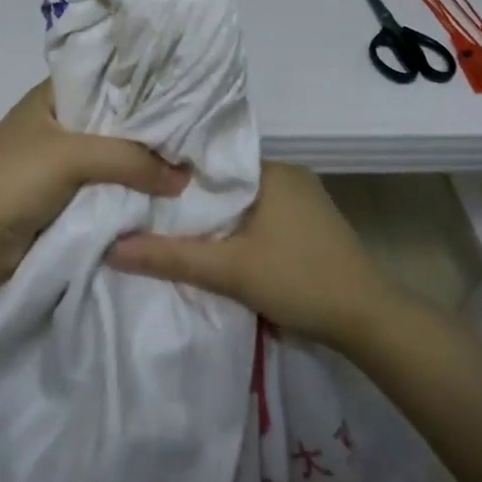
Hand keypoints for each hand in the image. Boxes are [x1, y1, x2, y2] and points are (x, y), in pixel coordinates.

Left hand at [0, 82, 188, 285]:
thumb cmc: (12, 180)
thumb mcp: (71, 156)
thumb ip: (130, 159)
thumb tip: (183, 177)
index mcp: (55, 98)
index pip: (108, 79)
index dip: (146, 84)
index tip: (189, 91)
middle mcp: (62, 125)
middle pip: (117, 123)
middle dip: (153, 132)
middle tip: (201, 135)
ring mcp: (64, 164)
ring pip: (116, 161)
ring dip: (146, 169)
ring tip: (197, 165)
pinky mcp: (68, 200)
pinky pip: (109, 192)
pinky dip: (132, 196)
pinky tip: (169, 196)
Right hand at [108, 162, 403, 347]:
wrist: (369, 321)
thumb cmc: (299, 280)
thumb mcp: (228, 270)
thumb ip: (171, 257)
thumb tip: (112, 249)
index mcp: (272, 169)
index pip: (211, 160)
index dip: (176, 174)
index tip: (142, 186)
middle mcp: (288, 175)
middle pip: (226, 183)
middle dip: (194, 199)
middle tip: (149, 211)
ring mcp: (304, 200)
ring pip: (244, 202)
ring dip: (218, 218)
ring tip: (174, 228)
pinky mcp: (311, 225)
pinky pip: (262, 216)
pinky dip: (240, 229)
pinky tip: (219, 245)